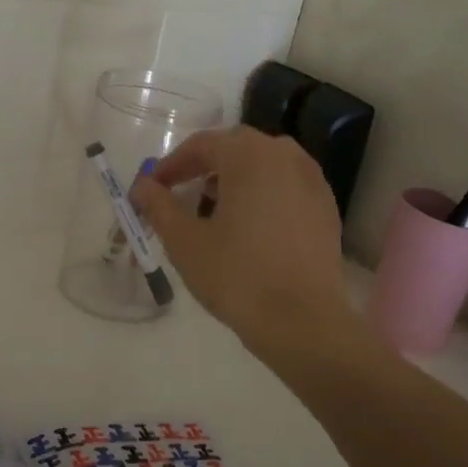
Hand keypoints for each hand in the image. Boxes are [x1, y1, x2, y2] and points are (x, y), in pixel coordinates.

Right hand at [130, 126, 351, 354]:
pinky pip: (286, 186)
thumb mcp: (185, 241)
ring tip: (214, 210)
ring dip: (235, 178)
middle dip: (203, 167)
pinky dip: (263, 194)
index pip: (201, 145)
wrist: (303, 321)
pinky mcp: (326, 207)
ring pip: (264, 165)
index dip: (171, 165)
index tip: (151, 189)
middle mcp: (285, 155)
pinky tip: (250, 226)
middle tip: (180, 194)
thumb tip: (142, 185)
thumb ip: (159, 205)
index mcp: (249, 155)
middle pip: (235, 148)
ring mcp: (312, 180)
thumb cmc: (237, 275)